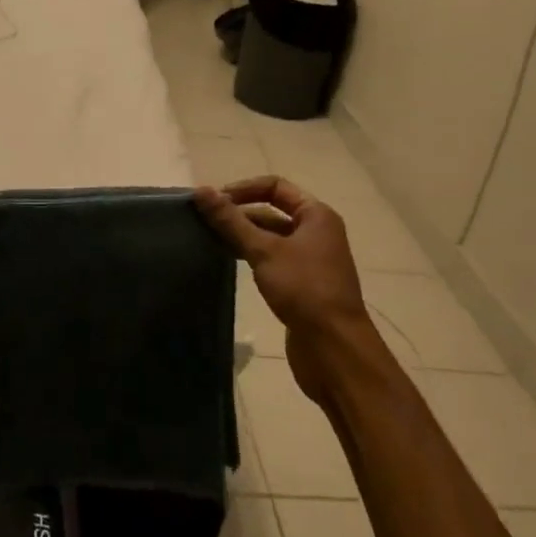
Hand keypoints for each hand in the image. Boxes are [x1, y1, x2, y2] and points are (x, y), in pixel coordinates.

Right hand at [196, 176, 378, 405]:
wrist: (335, 349)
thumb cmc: (304, 289)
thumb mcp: (264, 251)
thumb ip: (231, 221)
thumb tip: (201, 191)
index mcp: (316, 215)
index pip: (275, 187)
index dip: (243, 189)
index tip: (214, 202)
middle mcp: (317, 232)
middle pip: (272, 211)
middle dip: (240, 213)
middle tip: (204, 222)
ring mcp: (311, 260)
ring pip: (271, 237)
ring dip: (243, 236)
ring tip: (210, 240)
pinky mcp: (303, 285)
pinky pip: (273, 260)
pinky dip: (252, 257)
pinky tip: (229, 264)